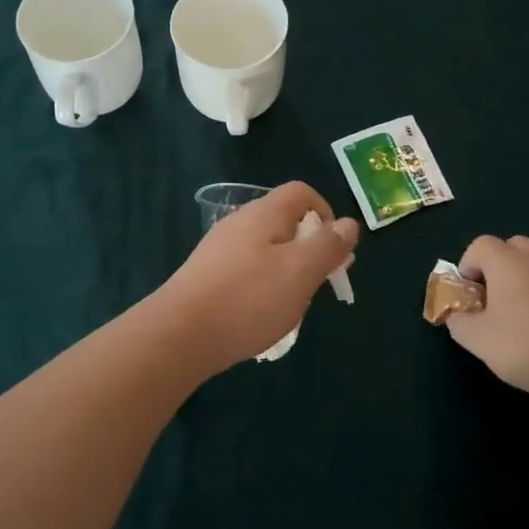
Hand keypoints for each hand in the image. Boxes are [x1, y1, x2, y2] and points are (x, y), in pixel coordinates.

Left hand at [152, 182, 358, 375]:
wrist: (179, 335)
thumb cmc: (248, 299)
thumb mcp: (300, 272)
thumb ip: (328, 246)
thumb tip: (348, 224)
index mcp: (264, 213)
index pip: (301, 193)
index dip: (326, 213)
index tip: (335, 249)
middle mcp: (239, 223)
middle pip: (284, 221)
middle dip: (309, 247)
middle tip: (320, 283)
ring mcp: (218, 249)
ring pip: (266, 249)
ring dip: (287, 270)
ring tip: (293, 304)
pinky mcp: (206, 276)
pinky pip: (246, 270)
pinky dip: (262, 285)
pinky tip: (261, 314)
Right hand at [446, 235, 528, 410]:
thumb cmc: (523, 346)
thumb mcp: (476, 339)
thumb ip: (459, 321)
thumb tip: (458, 316)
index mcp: (508, 262)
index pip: (480, 245)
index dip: (468, 266)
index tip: (469, 295)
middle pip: (512, 246)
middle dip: (498, 266)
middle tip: (493, 298)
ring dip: (524, 279)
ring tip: (520, 315)